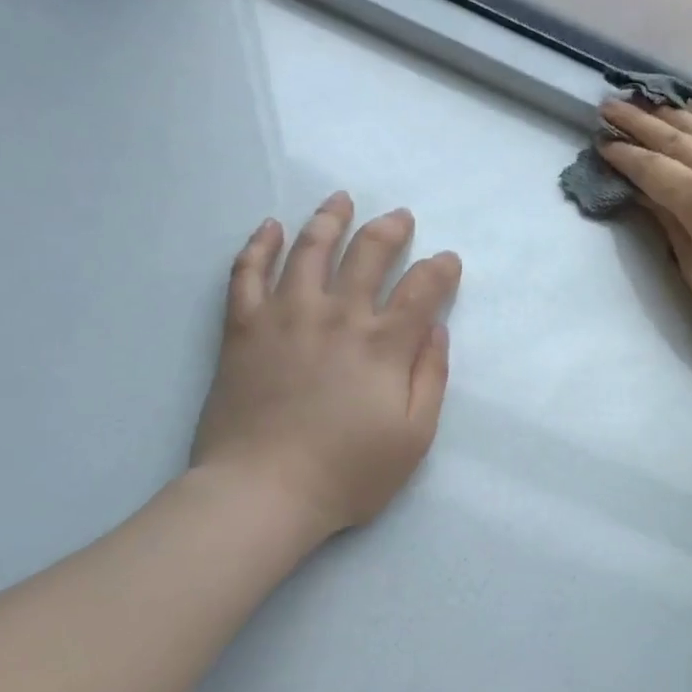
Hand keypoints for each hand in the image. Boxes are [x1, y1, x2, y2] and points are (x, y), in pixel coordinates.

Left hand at [190, 194, 460, 540]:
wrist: (262, 492)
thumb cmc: (348, 472)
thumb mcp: (414, 436)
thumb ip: (431, 377)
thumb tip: (437, 330)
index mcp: (383, 345)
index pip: (421, 289)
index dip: (440, 269)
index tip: (448, 260)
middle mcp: (337, 316)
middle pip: (367, 254)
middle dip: (390, 230)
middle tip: (400, 216)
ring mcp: (285, 317)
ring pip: (308, 250)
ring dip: (329, 219)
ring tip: (341, 199)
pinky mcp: (243, 328)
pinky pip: (247, 273)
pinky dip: (259, 245)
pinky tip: (270, 227)